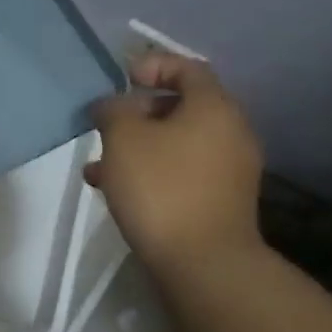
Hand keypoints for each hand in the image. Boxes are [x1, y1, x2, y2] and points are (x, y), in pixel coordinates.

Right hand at [87, 52, 265, 275]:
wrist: (204, 266)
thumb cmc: (162, 187)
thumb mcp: (123, 137)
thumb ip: (113, 109)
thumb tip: (113, 106)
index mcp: (214, 107)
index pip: (187, 68)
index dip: (153, 65)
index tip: (122, 79)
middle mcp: (231, 132)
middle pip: (183, 106)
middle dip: (139, 111)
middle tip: (109, 124)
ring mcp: (231, 170)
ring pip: (178, 143)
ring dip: (140, 146)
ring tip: (100, 164)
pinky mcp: (222, 202)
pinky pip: (183, 171)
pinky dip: (153, 171)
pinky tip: (115, 191)